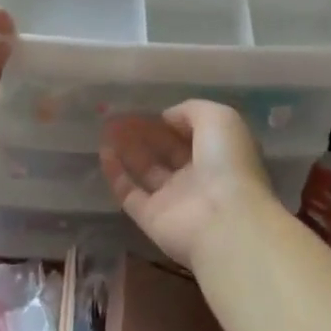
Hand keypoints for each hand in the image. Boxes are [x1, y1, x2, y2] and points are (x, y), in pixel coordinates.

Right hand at [99, 101, 279, 270]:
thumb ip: (192, 111)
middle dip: (144, 133)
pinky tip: (104, 151)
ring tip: (107, 127)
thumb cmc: (227, 163)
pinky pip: (129, 193)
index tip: (148, 109)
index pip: (190, 135)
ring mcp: (173, 200)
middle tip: (119, 116)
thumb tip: (167, 117)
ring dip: (127, 149)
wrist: (224, 220)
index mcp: (218, 155)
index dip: (170, 122)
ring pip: (146, 170)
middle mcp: (196, 177)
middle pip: (166, 152)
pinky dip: (116, 174)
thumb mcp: (219, 119)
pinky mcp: (150, 218)